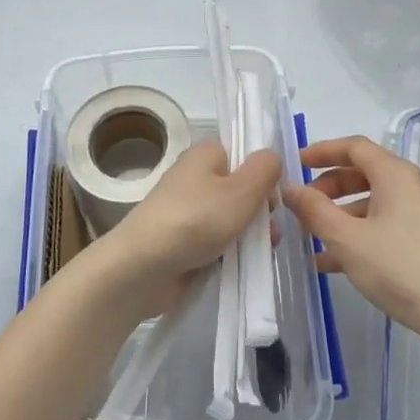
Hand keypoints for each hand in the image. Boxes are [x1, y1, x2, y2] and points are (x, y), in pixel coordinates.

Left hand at [77, 141, 280, 319]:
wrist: (142, 267)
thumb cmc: (196, 220)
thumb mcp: (241, 190)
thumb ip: (264, 169)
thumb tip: (272, 156)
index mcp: (206, 154)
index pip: (243, 152)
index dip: (263, 172)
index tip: (277, 195)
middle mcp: (195, 177)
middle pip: (240, 187)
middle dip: (260, 209)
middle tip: (271, 230)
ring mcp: (188, 211)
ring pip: (231, 218)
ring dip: (249, 235)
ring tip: (262, 253)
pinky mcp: (183, 241)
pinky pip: (217, 241)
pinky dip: (230, 252)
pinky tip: (243, 266)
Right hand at [282, 135, 419, 344]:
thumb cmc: (400, 269)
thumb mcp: (347, 239)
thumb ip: (314, 210)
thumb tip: (291, 188)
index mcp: (397, 175)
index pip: (355, 147)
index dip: (323, 151)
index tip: (297, 164)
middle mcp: (416, 187)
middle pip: (366, 175)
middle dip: (330, 188)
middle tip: (304, 207)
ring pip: (377, 205)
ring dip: (344, 217)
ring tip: (314, 241)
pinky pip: (391, 227)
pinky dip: (364, 235)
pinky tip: (339, 264)